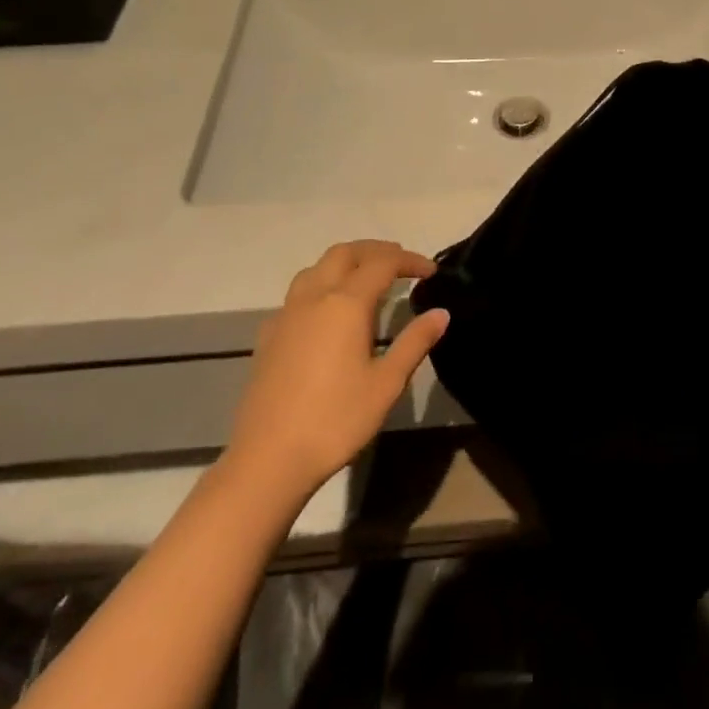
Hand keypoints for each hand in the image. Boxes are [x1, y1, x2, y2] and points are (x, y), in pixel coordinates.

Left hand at [224, 241, 448, 505]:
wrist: (268, 458)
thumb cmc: (335, 420)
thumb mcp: (386, 383)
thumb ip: (414, 342)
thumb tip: (440, 313)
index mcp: (345, 304)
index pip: (382, 263)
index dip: (409, 260)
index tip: (431, 271)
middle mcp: (313, 297)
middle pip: (344, 253)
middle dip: (375, 250)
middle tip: (401, 263)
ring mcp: (286, 315)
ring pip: (316, 268)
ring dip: (345, 262)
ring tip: (367, 278)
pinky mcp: (269, 335)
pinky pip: (298, 293)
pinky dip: (322, 285)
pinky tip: (329, 313)